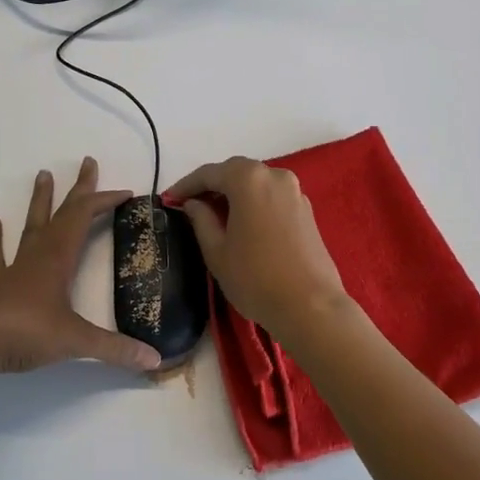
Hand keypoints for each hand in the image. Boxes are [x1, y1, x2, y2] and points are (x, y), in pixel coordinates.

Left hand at [0, 158, 161, 375]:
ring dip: (40, 201)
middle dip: (79, 189)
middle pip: (62, 213)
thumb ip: (115, 349)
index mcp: (59, 258)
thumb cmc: (22, 330)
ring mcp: (14, 269)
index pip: (85, 217)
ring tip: (42, 174)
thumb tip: (155, 359)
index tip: (127, 194)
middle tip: (87, 162)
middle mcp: (38, 255)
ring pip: (31, 226)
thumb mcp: (74, 341)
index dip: (105, 201)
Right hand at [169, 156, 350, 339]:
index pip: (209, 173)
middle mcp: (275, 176)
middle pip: (235, 172)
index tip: (168, 199)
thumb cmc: (255, 278)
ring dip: (234, 193)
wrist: (310, 307)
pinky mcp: (306, 210)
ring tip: (214, 214)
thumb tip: (193, 204)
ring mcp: (295, 192)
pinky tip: (242, 222)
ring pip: (256, 183)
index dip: (186, 185)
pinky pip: (272, 196)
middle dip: (211, 185)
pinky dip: (253, 202)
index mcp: (249, 180)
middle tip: (190, 204)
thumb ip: (201, 220)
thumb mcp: (216, 251)